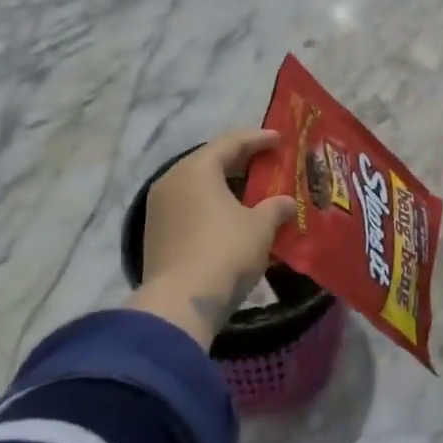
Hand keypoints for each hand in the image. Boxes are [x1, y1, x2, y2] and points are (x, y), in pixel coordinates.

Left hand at [131, 129, 297, 348]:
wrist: (180, 303)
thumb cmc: (225, 251)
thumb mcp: (261, 227)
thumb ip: (275, 208)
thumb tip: (286, 202)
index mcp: (196, 169)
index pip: (231, 142)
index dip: (258, 139)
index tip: (280, 139)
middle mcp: (172, 181)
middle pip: (211, 162)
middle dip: (242, 162)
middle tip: (268, 163)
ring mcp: (159, 208)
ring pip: (199, 187)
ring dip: (226, 187)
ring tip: (253, 193)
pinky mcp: (156, 234)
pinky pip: (190, 208)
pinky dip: (212, 207)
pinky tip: (232, 218)